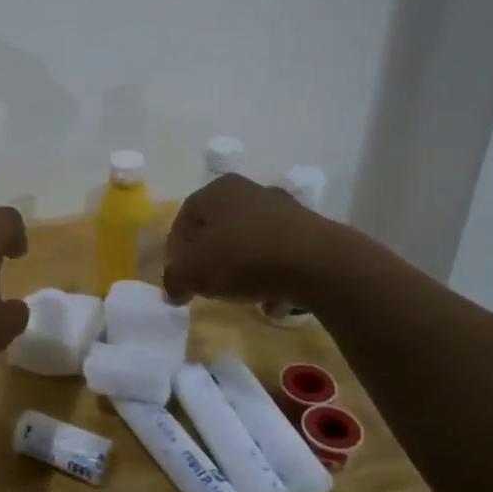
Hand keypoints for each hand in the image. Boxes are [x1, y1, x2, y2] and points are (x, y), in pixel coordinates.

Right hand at [163, 173, 340, 304]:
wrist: (320, 264)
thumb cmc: (244, 257)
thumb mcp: (195, 273)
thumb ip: (175, 280)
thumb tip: (172, 291)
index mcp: (218, 191)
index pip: (185, 217)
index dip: (177, 248)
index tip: (179, 275)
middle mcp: (250, 191)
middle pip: (219, 227)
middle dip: (210, 257)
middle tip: (206, 283)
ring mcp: (285, 209)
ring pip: (251, 241)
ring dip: (242, 267)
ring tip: (240, 295)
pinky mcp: (312, 232)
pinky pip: (280, 255)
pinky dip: (272, 276)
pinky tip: (272, 300)